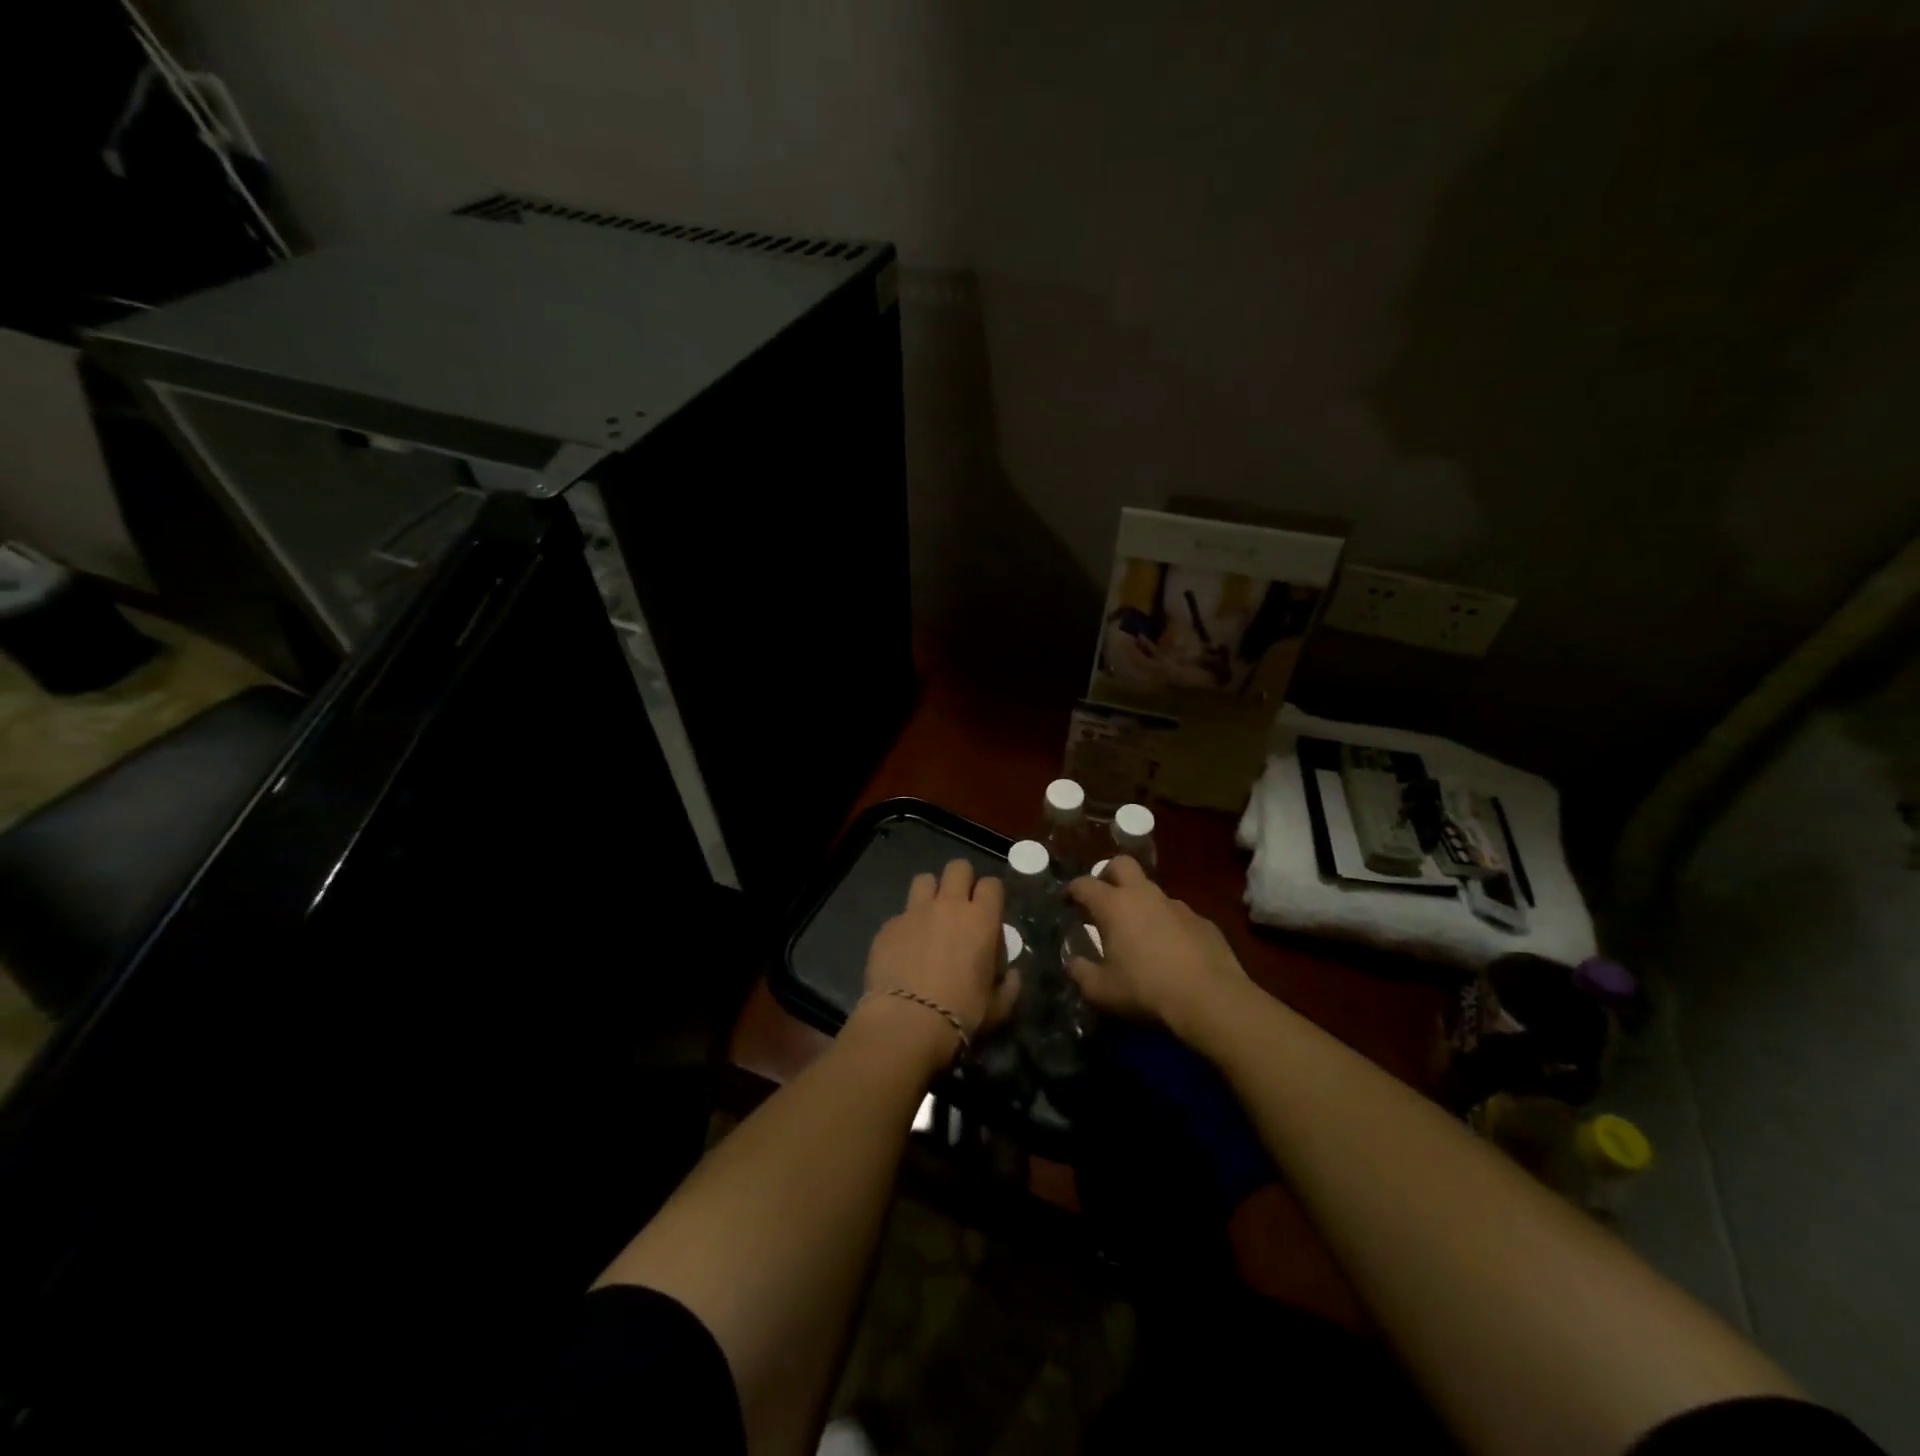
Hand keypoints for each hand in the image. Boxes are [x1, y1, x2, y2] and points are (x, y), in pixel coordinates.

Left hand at [860, 860, 1017, 1061]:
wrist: (907, 1022)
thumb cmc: (961, 1014)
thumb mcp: (998, 1007)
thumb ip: (1009, 985)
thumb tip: (1012, 974)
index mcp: (981, 919)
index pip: (992, 884)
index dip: (991, 894)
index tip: (989, 911)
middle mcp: (949, 905)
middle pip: (958, 867)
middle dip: (962, 880)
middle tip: (960, 904)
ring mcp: (914, 912)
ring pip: (924, 879)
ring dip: (930, 892)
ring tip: (930, 916)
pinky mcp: (888, 926)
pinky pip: (900, 913)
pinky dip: (906, 924)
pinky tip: (904, 947)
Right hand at [1065, 856, 1250, 1044]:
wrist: (1211, 999)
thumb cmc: (1146, 991)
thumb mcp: (1101, 991)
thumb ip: (1081, 973)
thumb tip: (1073, 963)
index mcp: (1114, 906)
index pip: (1084, 884)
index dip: (1071, 890)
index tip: (1066, 901)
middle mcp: (1144, 895)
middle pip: (1121, 865)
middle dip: (1107, 874)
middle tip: (1102, 898)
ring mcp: (1177, 905)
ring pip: (1151, 891)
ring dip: (1140, 903)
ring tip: (1137, 932)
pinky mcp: (1202, 921)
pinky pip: (1176, 915)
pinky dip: (1166, 924)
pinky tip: (1170, 951)